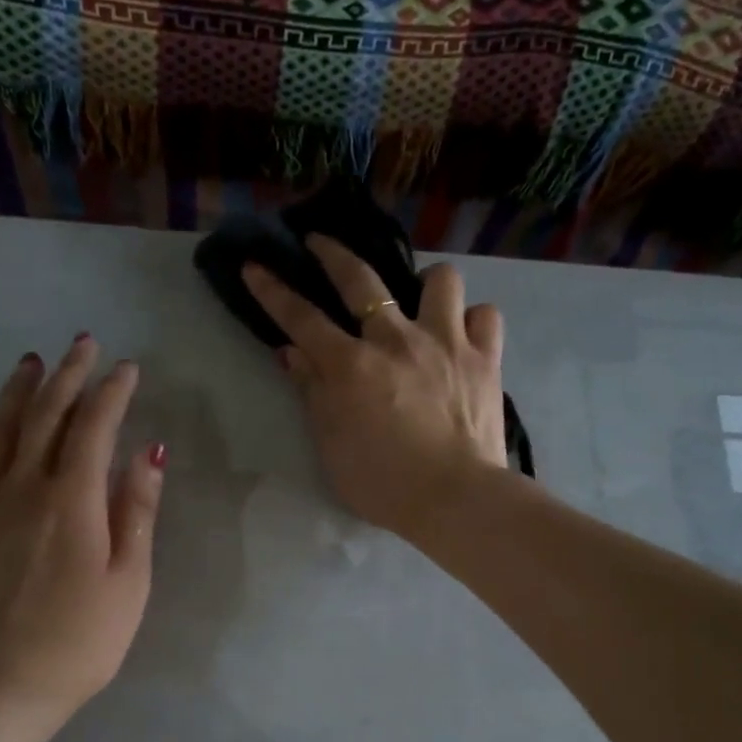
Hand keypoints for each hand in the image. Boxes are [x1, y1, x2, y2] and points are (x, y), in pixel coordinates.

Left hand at [0, 335, 164, 722]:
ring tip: (31, 362)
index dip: (112, 393)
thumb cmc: (82, 640)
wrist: (2, 686)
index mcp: (73, 501)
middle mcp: (22, 488)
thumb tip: (148, 450)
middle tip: (82, 344)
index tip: (127, 368)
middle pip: (45, 417)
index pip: (94, 428)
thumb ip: (136, 511)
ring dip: (15, 391)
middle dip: (68, 376)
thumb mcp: (130, 580)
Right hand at [243, 235, 507, 541]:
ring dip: (426, 284)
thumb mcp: (332, 446)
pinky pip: (484, 315)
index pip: (302, 319)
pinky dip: (472, 320)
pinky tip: (464, 336)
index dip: (274, 291)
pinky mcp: (486, 358)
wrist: (455, 499)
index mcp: (352, 367)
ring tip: (422, 302)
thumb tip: (293, 352)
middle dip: (333, 253)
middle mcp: (397, 340)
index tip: (255, 265)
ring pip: (440, 280)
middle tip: (320, 242)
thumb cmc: (384, 484)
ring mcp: (447, 343)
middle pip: (361, 280)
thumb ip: (313, 394)